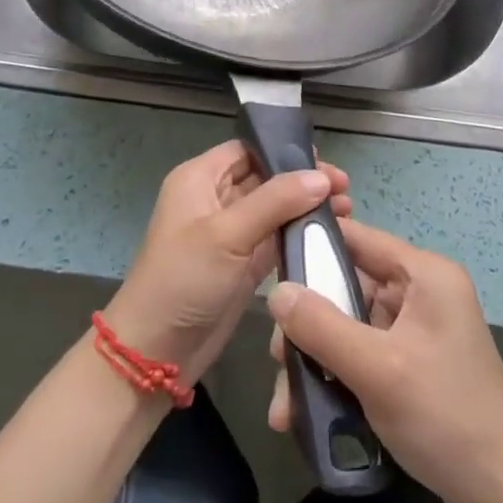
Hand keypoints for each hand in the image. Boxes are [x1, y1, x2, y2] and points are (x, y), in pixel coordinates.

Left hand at [105, 141, 350, 388]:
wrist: (156, 352)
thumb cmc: (183, 279)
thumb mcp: (227, 233)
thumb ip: (276, 201)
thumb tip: (321, 177)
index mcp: (200, 179)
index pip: (248, 149)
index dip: (284, 151)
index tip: (325, 162)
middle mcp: (215, 199)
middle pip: (266, 178)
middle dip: (304, 181)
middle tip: (345, 189)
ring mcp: (231, 233)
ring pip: (275, 209)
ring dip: (307, 208)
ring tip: (347, 211)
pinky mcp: (244, 264)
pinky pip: (277, 239)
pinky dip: (301, 235)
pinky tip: (331, 235)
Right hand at [266, 217, 502, 502]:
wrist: (501, 494)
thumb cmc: (443, 415)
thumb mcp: (376, 368)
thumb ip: (321, 326)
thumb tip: (273, 292)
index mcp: (425, 275)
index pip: (359, 238)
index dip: (313, 246)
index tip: (269, 266)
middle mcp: (421, 292)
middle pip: (347, 287)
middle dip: (308, 323)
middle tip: (277, 357)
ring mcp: (417, 329)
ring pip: (348, 326)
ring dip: (315, 359)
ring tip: (285, 404)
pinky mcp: (411, 363)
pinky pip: (361, 354)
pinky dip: (335, 376)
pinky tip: (305, 413)